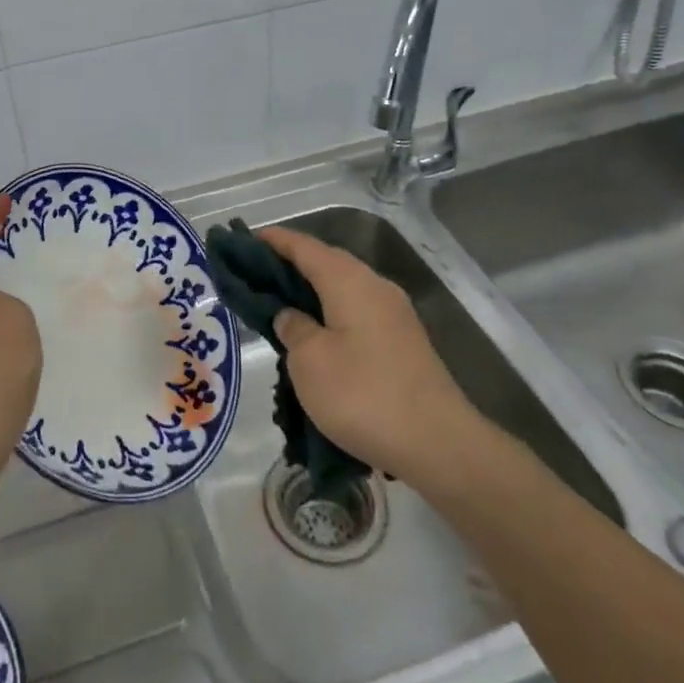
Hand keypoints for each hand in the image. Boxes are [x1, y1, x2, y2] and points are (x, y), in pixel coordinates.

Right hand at [258, 225, 483, 490]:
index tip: (245, 239)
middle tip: (256, 275)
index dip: (274, 241)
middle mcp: (374, 286)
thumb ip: (293, 328)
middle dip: (291, 264)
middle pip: (326, 262)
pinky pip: (357, 311)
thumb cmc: (363, 395)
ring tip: (280, 305)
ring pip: (343, 288)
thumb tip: (291, 315)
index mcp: (349, 281)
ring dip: (312, 291)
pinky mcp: (402, 341)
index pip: (305, 247)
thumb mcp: (309, 362)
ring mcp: (394, 314)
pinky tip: (316, 335)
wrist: (438, 444)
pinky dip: (331, 312)